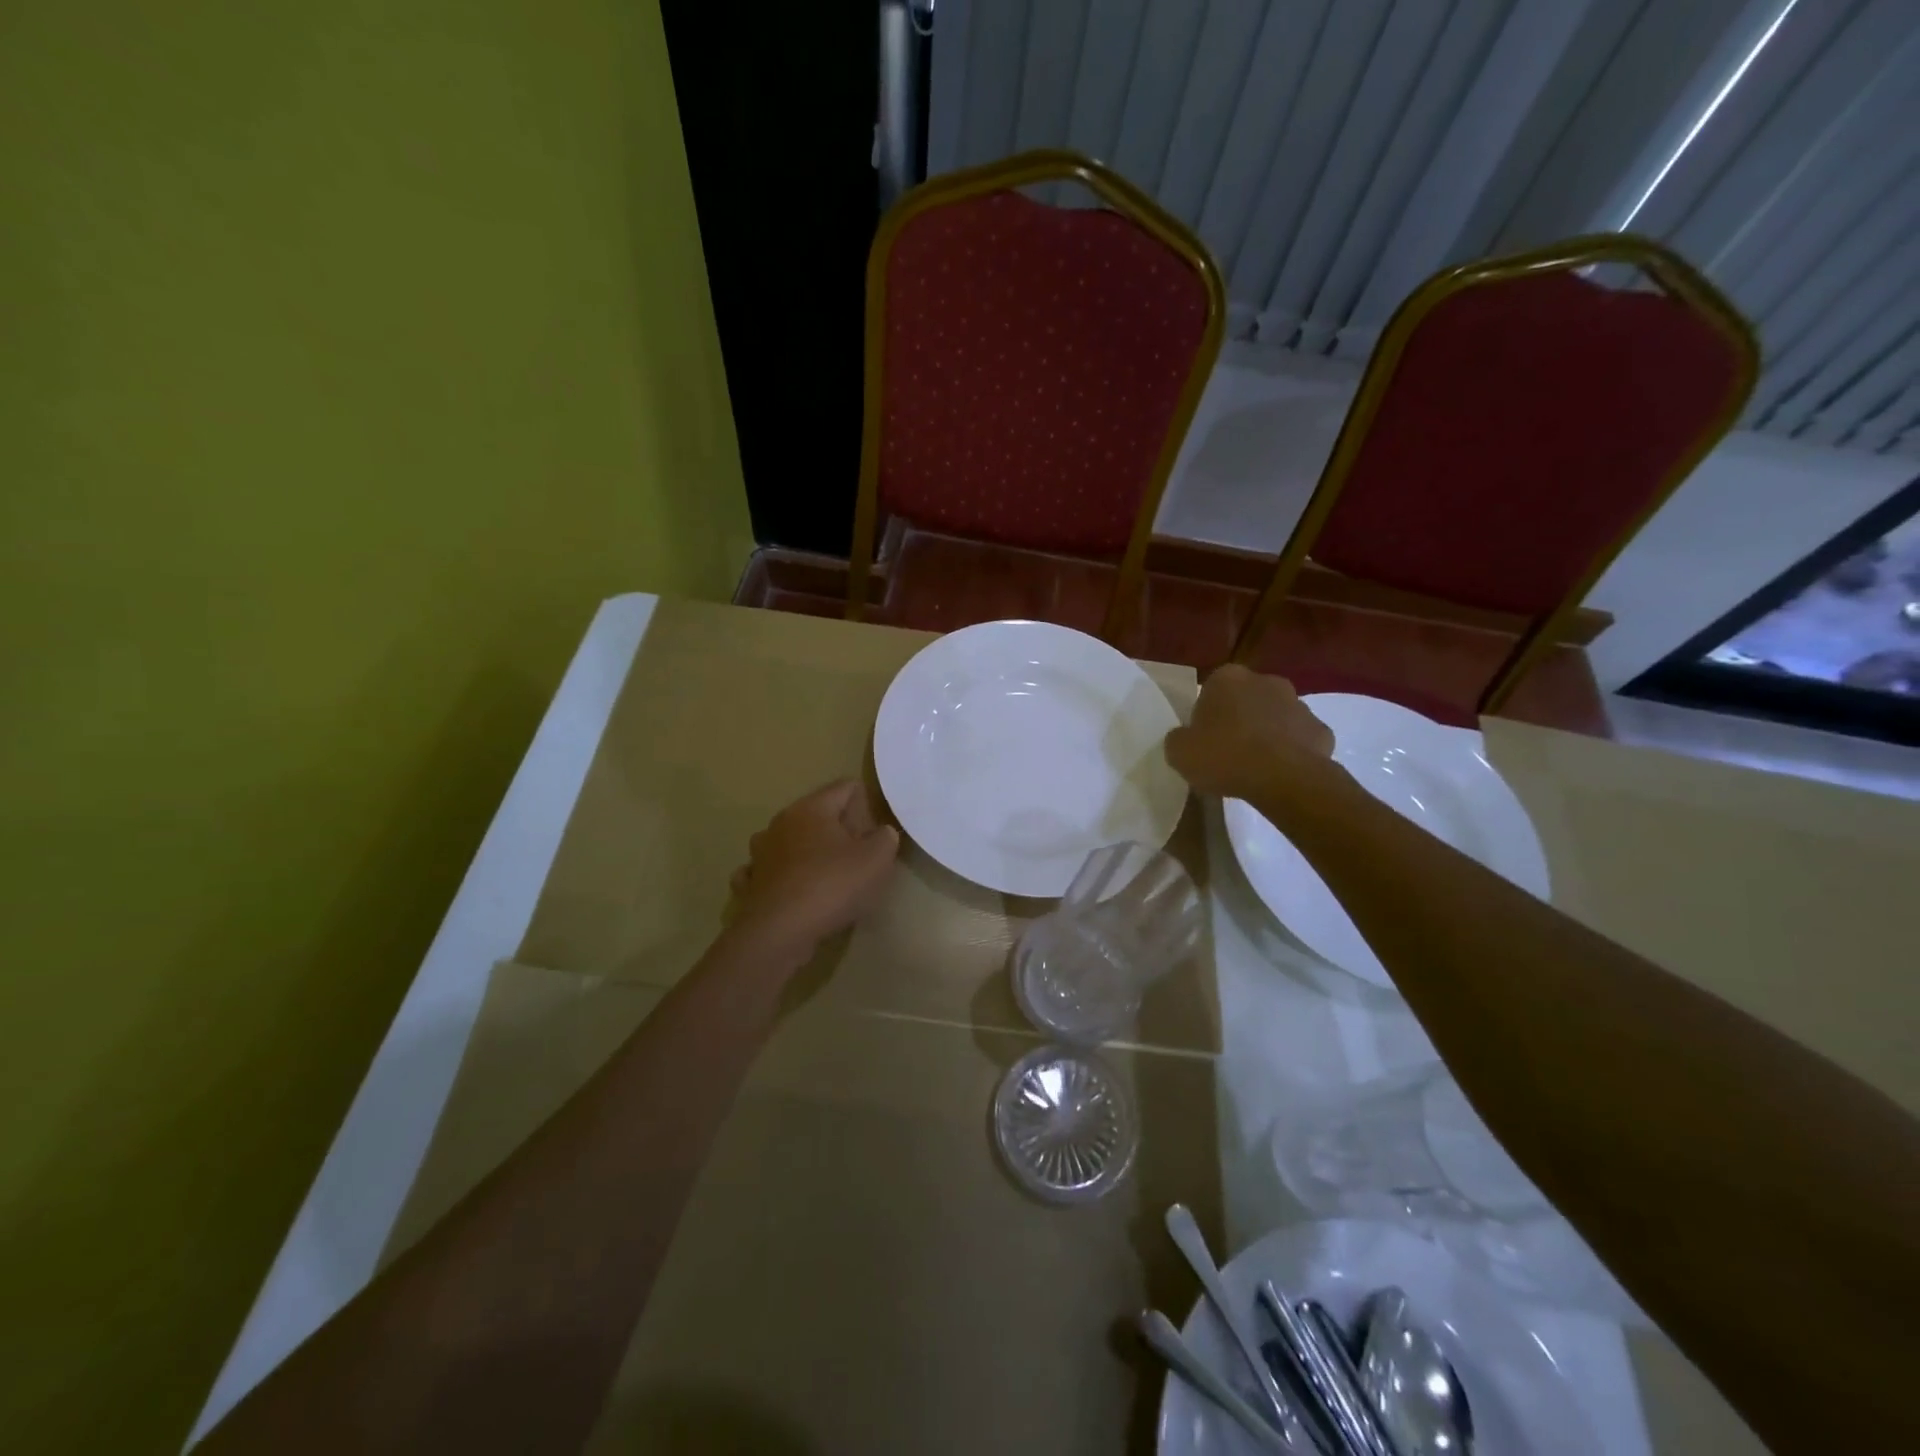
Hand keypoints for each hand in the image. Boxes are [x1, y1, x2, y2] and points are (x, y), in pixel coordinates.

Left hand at [727, 779, 900, 963]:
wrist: (779, 932)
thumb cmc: (831, 886)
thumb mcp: (876, 860)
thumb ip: (885, 839)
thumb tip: (881, 833)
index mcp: (811, 808)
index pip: (845, 787)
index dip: (866, 803)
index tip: (875, 831)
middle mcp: (781, 822)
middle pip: (817, 814)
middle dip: (839, 829)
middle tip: (859, 857)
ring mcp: (760, 853)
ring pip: (790, 841)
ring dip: (807, 851)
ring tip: (826, 875)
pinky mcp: (750, 882)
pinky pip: (769, 871)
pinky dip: (782, 876)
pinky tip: (793, 892)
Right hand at [1163, 664, 1335, 801]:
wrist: (1283, 778)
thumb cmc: (1225, 756)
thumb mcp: (1179, 752)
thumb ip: (1178, 739)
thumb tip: (1185, 739)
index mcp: (1228, 678)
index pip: (1210, 691)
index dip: (1206, 716)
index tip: (1203, 740)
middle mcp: (1266, 681)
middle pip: (1246, 700)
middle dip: (1239, 719)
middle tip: (1228, 751)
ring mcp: (1299, 704)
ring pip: (1276, 717)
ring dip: (1267, 733)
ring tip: (1255, 766)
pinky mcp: (1322, 730)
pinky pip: (1300, 740)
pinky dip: (1292, 752)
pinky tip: (1281, 774)